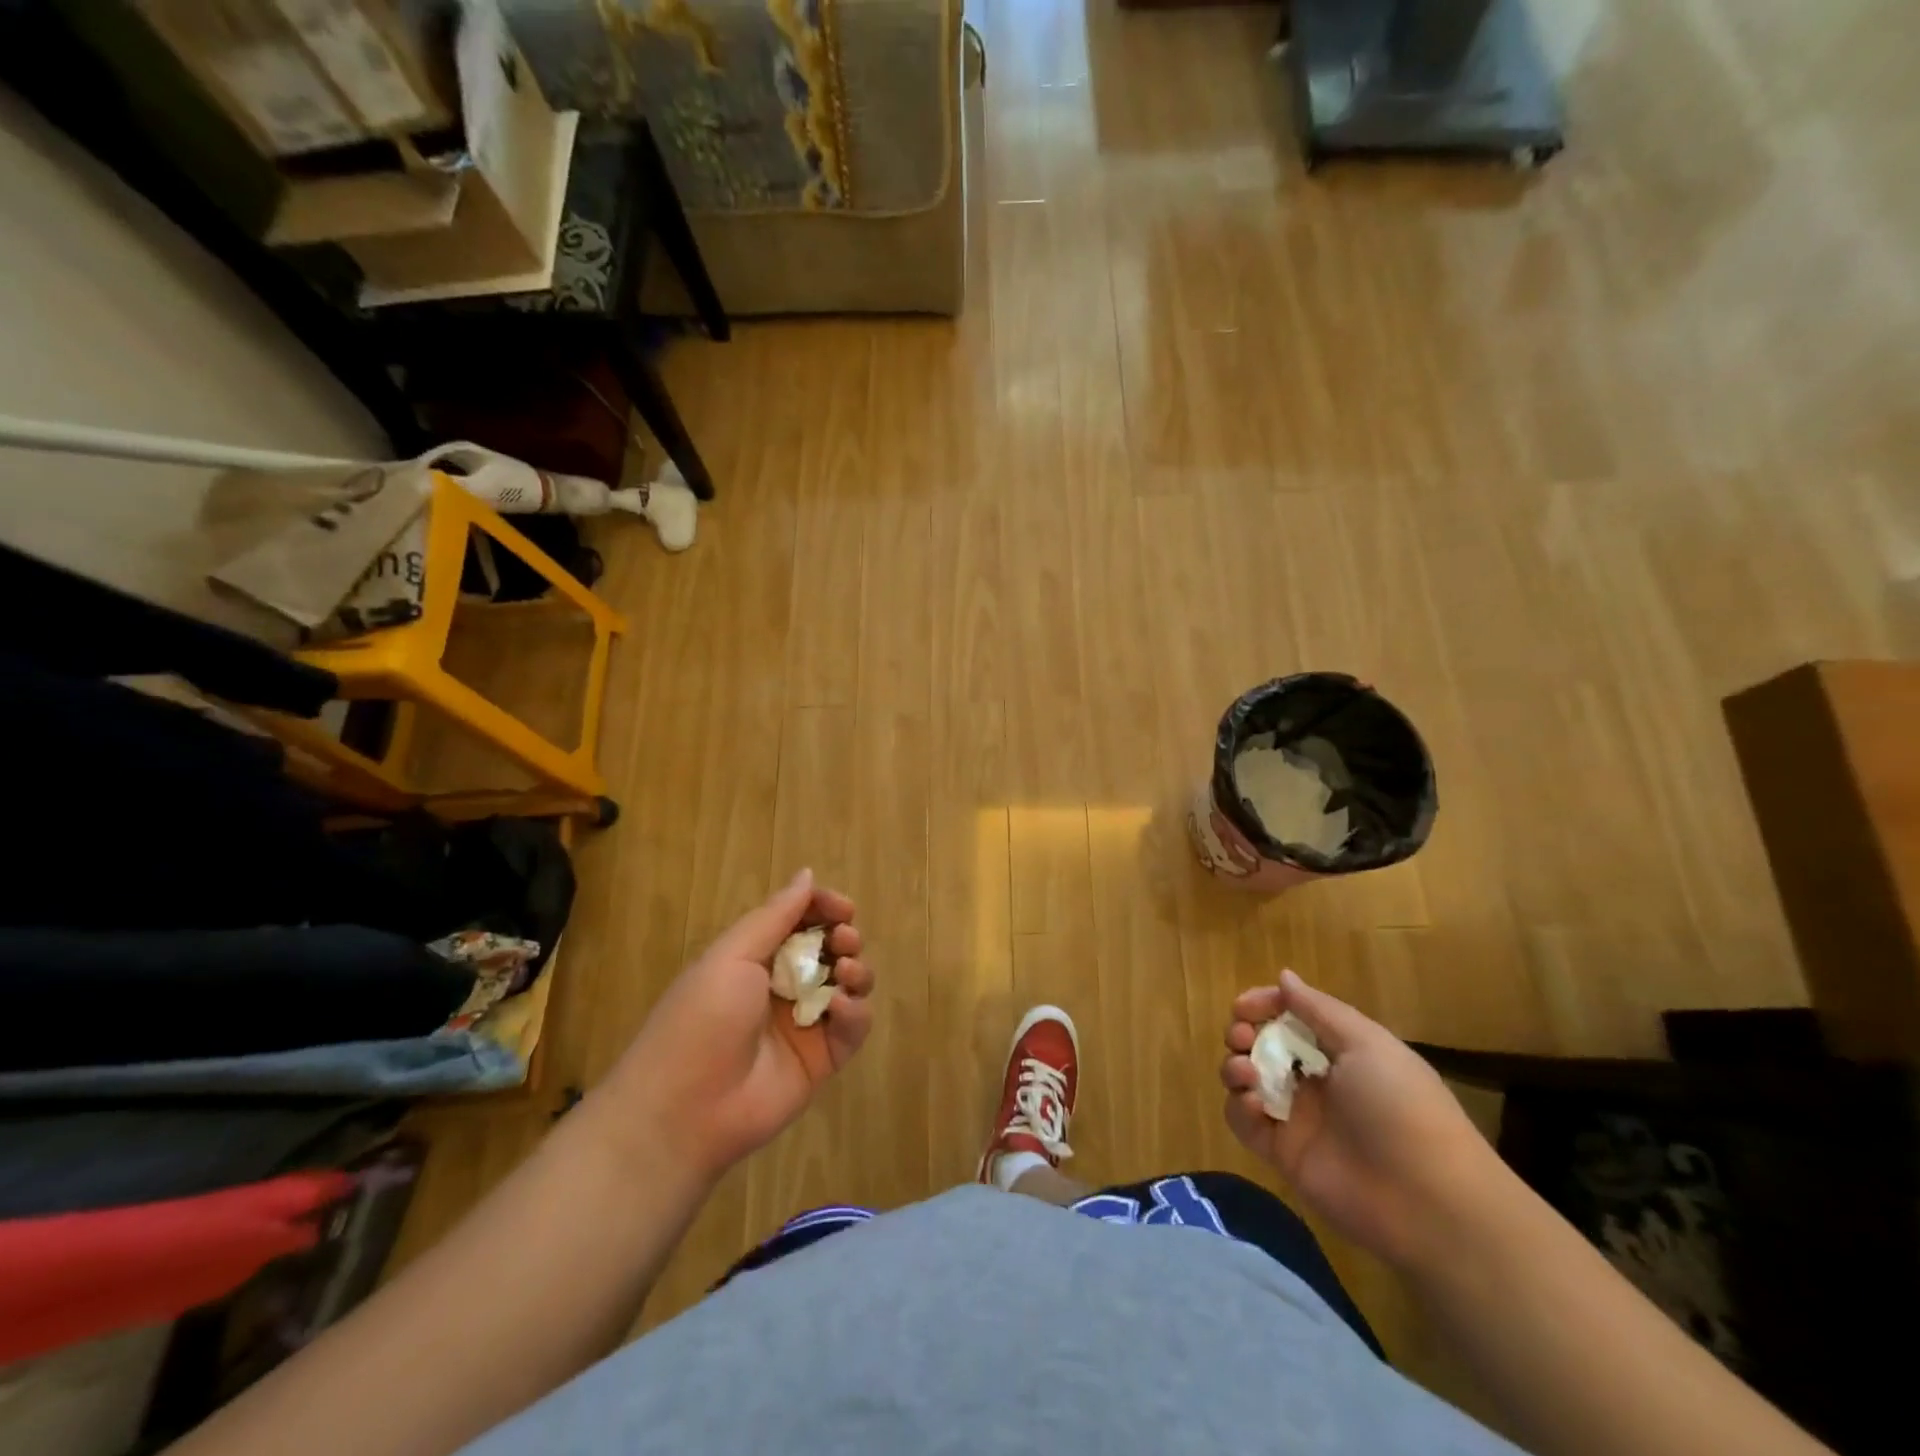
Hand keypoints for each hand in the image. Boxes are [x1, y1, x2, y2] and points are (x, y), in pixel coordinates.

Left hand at [598, 869, 874, 1184]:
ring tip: (845, 973)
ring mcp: (805, 1024)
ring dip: (856, 970)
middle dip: (845, 937)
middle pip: (831, 950)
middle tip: (844, 939)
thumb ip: (776, 915)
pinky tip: (839, 1009)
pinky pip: (853, 1027)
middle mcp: (784, 987)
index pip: (802, 921)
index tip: (842, 908)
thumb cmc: (702, 1018)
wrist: (686, 1109)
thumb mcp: (732, 956)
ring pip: (850, 985)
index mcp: (756, 958)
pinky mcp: (823, 1060)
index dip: (825, 909)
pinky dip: (855, 1012)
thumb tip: (807, 873)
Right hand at [1219, 970, 1507, 1272]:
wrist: (1427, 1201)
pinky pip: (1245, 1122)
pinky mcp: (1282, 1153)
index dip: (1264, 1005)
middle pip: (1262, 1045)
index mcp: (1339, 1051)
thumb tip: (1284, 976)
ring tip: (1245, 1073)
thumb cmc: (1400, 1106)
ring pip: (1247, 1080)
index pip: (1291, 1017)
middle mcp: (1315, 1080)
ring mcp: (1297, 1117)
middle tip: (1241, 1037)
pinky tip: (1254, 1106)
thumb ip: (1318, 1009)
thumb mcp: (1367, 1044)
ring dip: (1235, 1067)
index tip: (1242, 1007)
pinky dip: (1239, 1108)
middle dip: (1242, 1033)